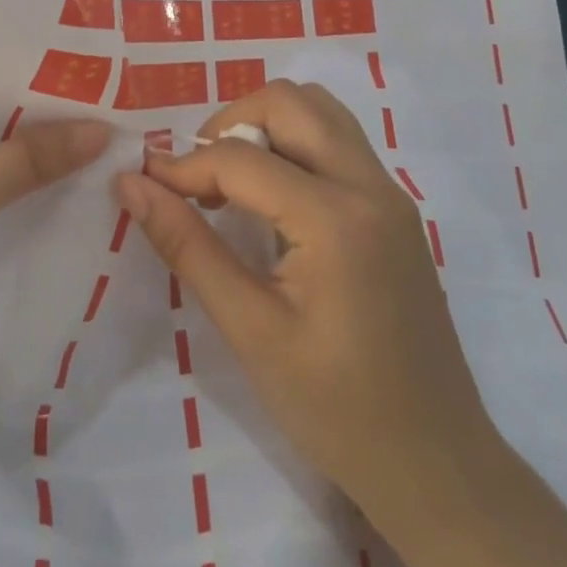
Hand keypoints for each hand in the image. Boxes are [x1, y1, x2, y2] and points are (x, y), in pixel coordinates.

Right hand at [115, 80, 499, 538]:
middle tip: (197, 179)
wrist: (436, 465)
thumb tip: (130, 183)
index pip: (241, 158)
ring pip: (319, 112)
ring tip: (230, 182)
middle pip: (290, 101)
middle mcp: (370, 186)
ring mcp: (390, 194)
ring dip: (264, 126)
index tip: (143, 185)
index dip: (182, 166)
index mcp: (336, 218)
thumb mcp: (249, 329)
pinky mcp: (394, 210)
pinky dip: (292, 145)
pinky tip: (270, 200)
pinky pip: (337, 142)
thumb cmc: (336, 409)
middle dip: (229, 123)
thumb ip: (187, 246)